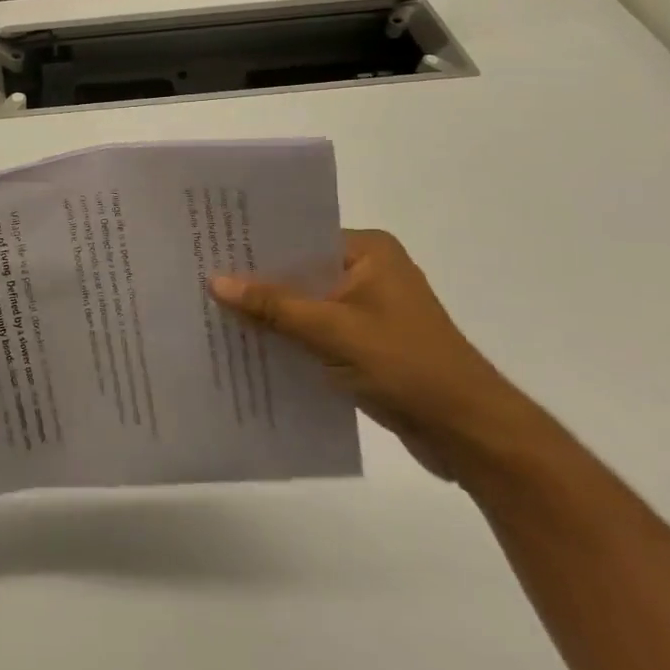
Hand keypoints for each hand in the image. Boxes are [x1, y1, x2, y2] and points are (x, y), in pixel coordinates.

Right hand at [211, 230, 529, 481]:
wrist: (471, 434)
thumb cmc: (407, 366)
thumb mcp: (332, 331)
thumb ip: (273, 305)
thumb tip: (214, 281)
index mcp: (369, 252)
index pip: (299, 235)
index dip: (255, 243)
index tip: (208, 245)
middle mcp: (367, 272)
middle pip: (298, 269)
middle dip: (255, 280)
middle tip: (198, 276)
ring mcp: (365, 309)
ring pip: (302, 303)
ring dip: (267, 312)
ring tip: (210, 309)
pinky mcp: (362, 343)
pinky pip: (312, 330)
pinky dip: (285, 337)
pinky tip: (245, 344)